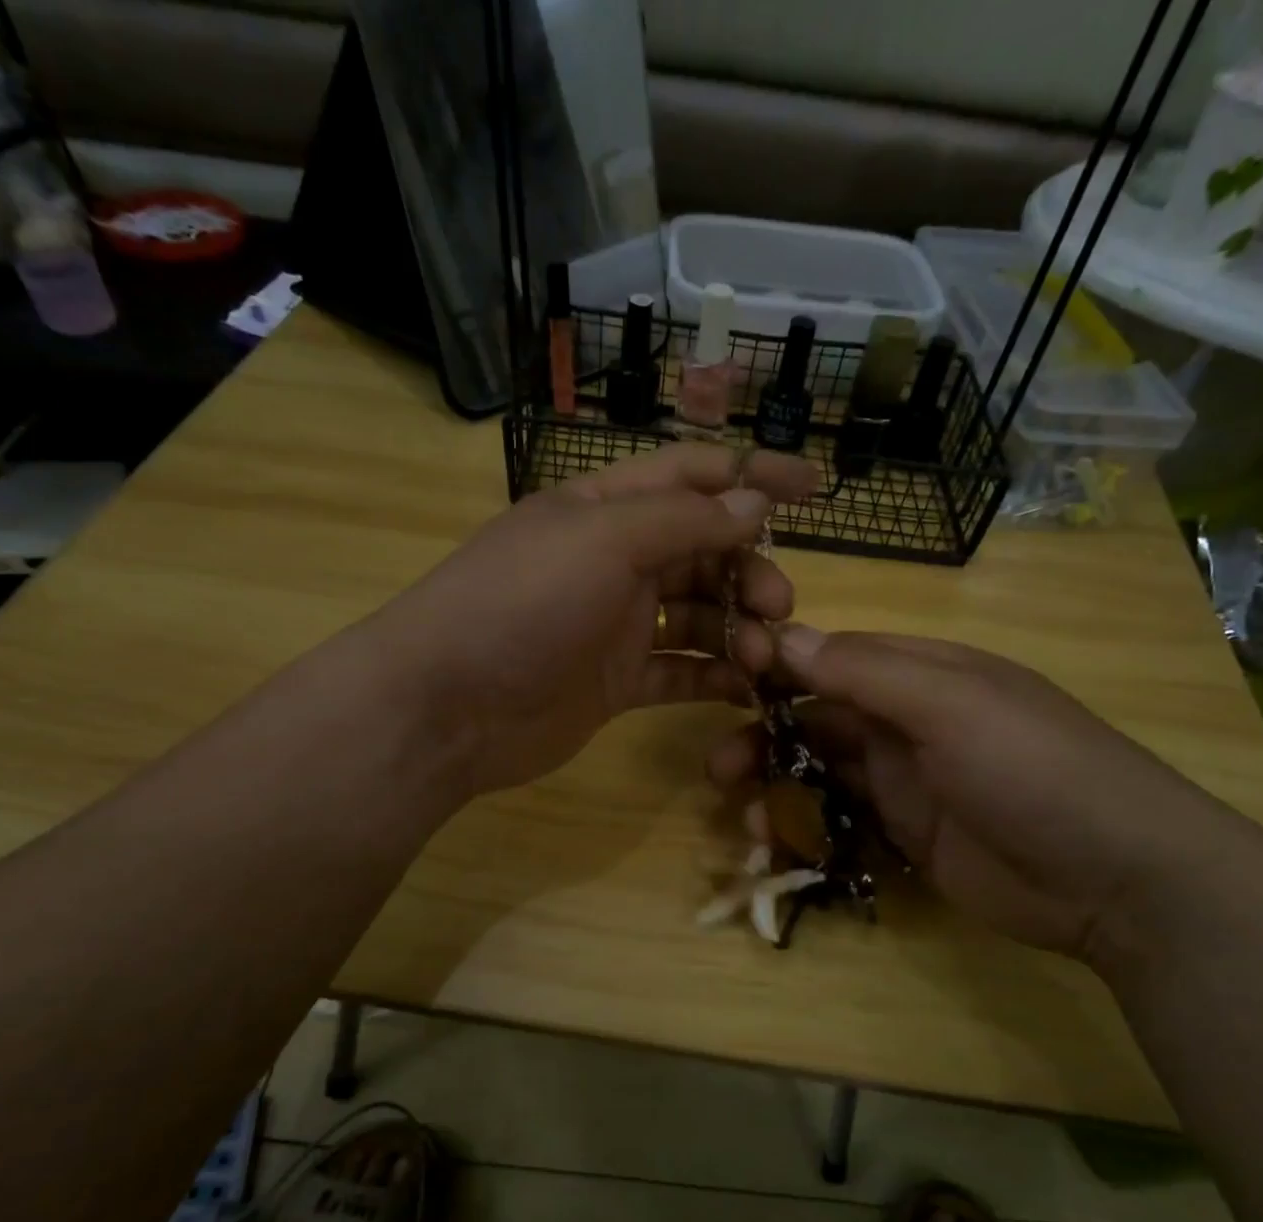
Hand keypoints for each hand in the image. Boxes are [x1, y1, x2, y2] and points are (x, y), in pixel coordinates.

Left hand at [375, 444, 818, 796]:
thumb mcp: (603, 541)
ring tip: (767, 657)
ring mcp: (616, 625)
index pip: (692, 476)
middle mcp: (614, 562)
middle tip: (779, 606)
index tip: (815, 486)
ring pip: (698, 615)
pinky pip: (679, 671)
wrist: (447, 707)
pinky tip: (749, 687)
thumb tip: (754, 501)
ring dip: (739, 629)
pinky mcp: (617, 682)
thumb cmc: (521, 604)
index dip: (751, 474)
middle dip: (750, 572)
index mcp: (605, 510)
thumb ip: (684, 521)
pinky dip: (715, 676)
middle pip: (704, 552)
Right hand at [708, 628, 1262, 971]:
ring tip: (740, 812)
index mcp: (922, 673)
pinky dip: (804, 826)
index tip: (725, 680)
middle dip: (764, 735)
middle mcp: (908, 721)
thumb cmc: (1034, 769)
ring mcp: (907, 780)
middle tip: (718, 766)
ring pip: (822, 770)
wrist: (1116, 879)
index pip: (833, 657)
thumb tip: (785, 635)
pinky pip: (841, 819)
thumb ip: (866, 671)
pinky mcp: (906, 834)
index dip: (778, 665)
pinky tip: (775, 842)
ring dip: (776, 784)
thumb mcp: (952, 705)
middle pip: (817, 718)